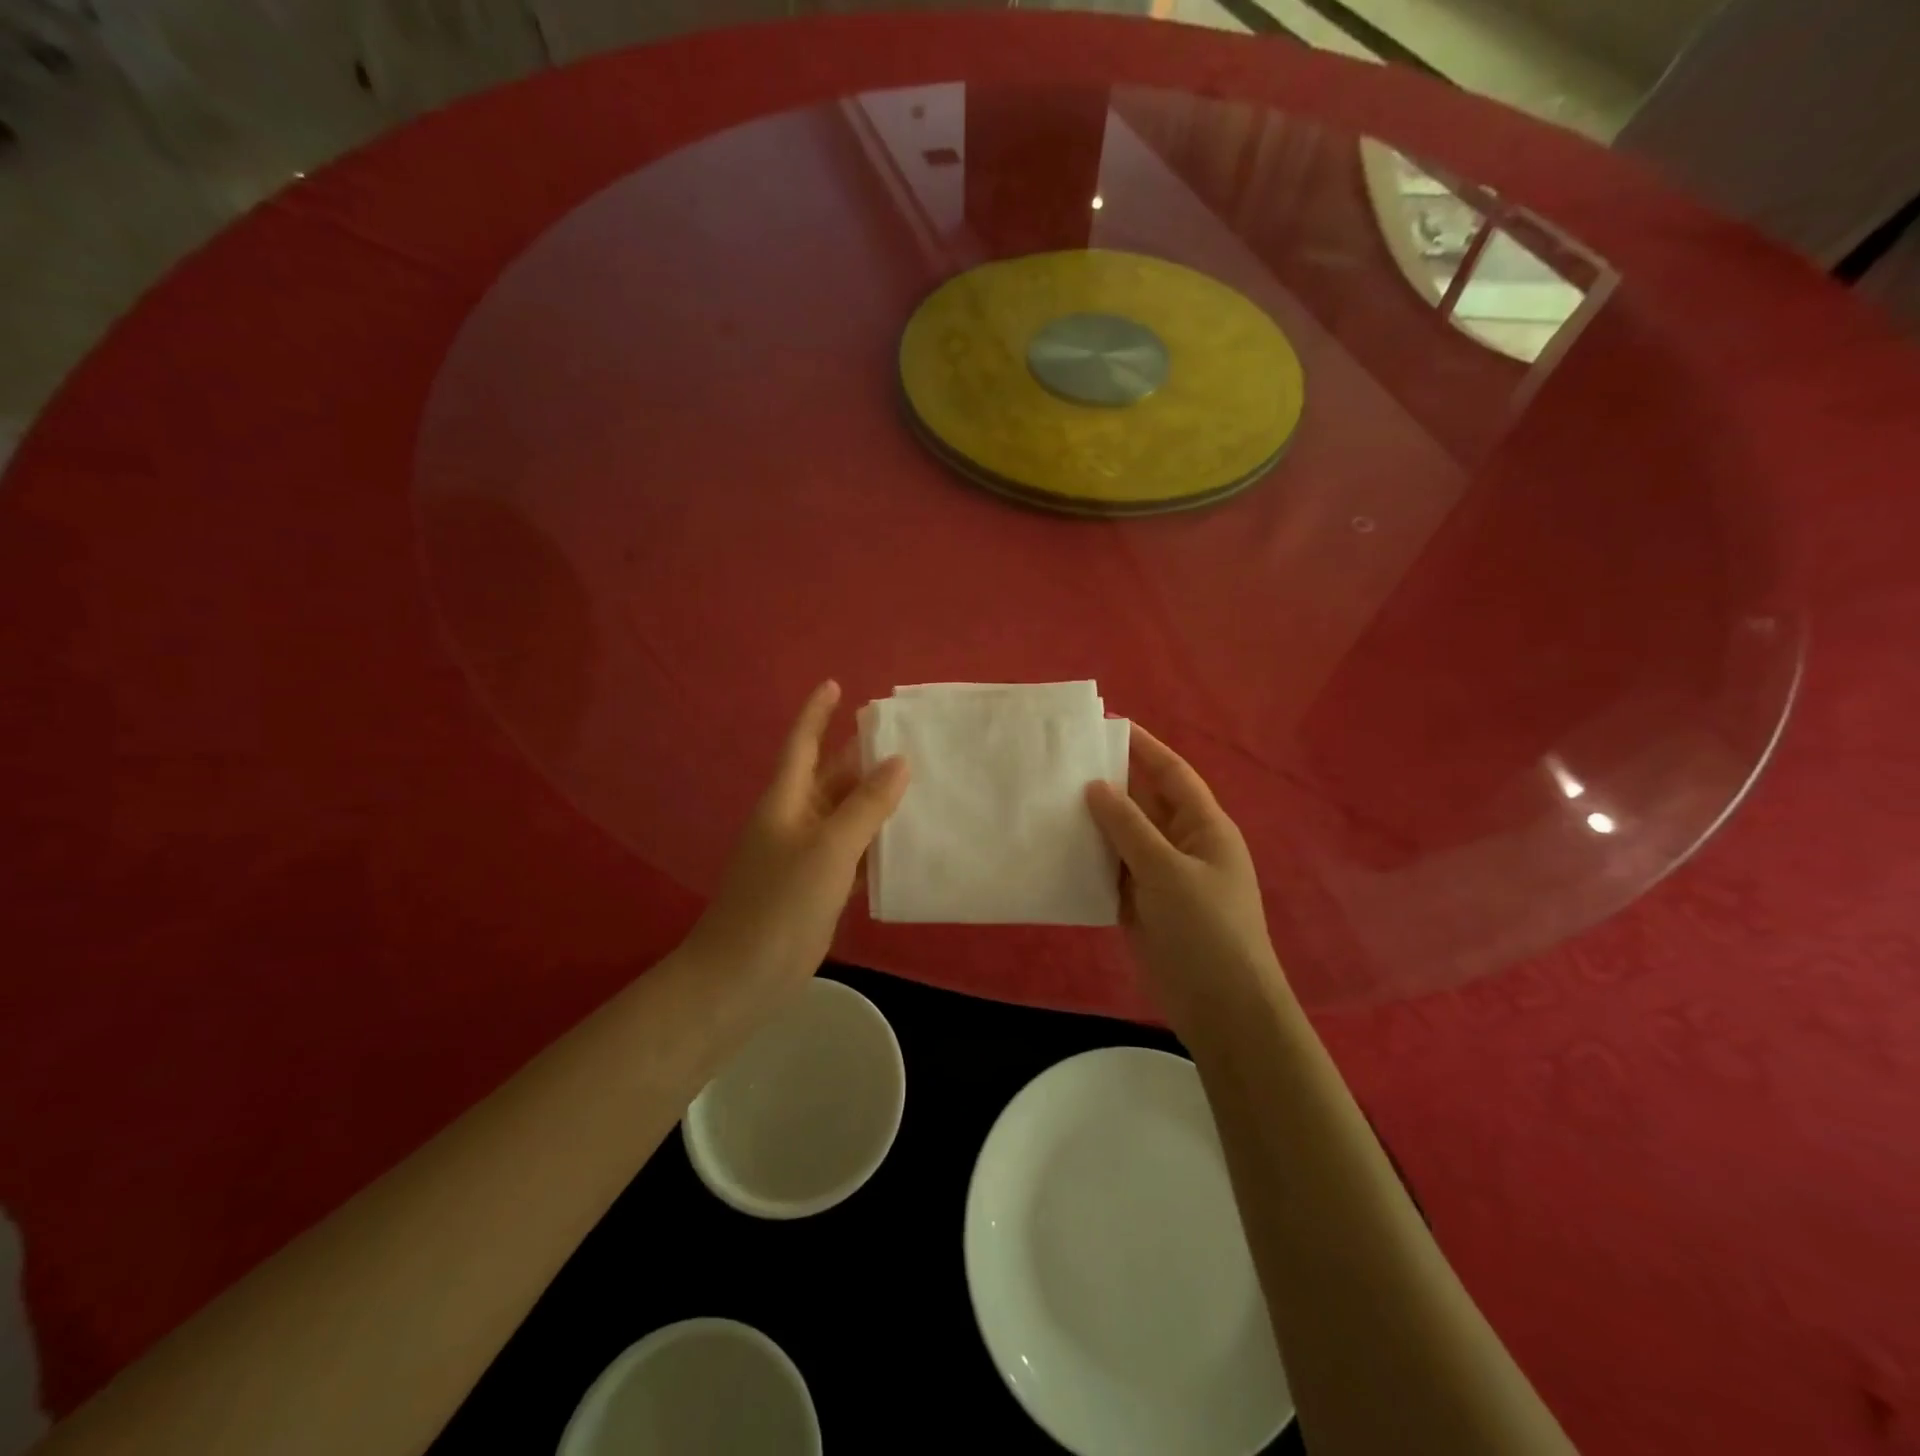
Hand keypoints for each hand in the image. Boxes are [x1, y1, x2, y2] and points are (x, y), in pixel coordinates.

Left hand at [689, 681, 908, 985]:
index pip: (802, 744)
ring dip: (875, 800)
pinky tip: (904, 842)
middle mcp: (794, 820)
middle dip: (861, 756)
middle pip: (830, 777)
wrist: (741, 977)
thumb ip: (866, 806)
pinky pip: (850, 851)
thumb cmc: (780, 904)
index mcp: (787, 801)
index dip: (817, 713)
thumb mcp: (828, 850)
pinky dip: (874, 843)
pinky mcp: (815, 887)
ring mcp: (804, 856)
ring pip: (845, 815)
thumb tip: (899, 761)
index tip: (836, 683)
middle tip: (906, 737)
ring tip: (918, 783)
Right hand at [1086, 725, 1286, 1032]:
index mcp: (1204, 827)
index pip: (1172, 774)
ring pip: (1124, 837)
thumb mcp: (1167, 870)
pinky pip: (1112, 870)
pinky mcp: (1141, 904)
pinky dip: (1089, 859)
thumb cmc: (1205, 928)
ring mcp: (1162, 876)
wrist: (1220, 1005)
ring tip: (1051, 797)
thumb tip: (1096, 787)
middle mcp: (1183, 845)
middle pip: (1144, 802)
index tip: (1108, 724)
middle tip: (1065, 760)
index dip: (1144, 747)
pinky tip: (1057, 847)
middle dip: (1111, 782)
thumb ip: (1129, 827)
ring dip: (1095, 821)